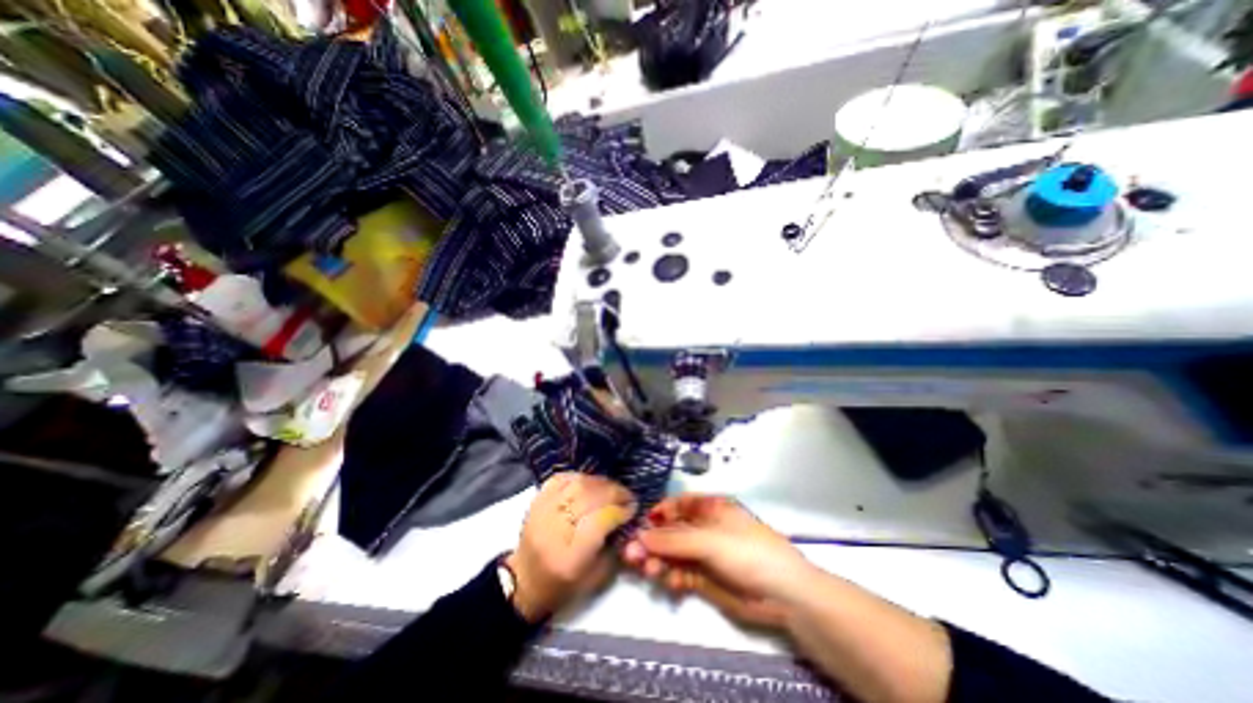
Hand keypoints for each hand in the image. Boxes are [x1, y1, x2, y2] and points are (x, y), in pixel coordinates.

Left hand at [503, 474, 637, 620]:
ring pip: (577, 484)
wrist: (523, 581)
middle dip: (614, 492)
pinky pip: (562, 478)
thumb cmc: (562, 585)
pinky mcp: (537, 500)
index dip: (620, 510)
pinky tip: (590, 483)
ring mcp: (543, 510)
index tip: (633, 508)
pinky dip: (580, 477)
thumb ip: (614, 548)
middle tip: (627, 495)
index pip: (600, 520)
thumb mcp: (595, 578)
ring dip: (601, 483)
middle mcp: (555, 528)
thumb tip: (627, 520)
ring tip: (612, 488)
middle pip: (589, 497)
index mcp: (570, 556)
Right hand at [620, 492, 818, 627]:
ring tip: (647, 570)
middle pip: (671, 531)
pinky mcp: (705, 578)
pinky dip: (672, 577)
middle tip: (632, 555)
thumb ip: (674, 540)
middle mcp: (704, 528)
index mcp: (709, 508)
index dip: (659, 512)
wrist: (782, 593)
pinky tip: (670, 583)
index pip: (678, 504)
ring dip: (658, 561)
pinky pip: (681, 573)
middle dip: (652, 541)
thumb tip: (640, 537)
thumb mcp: (710, 541)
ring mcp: (704, 553)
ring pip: (673, 554)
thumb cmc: (748, 551)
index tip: (641, 525)